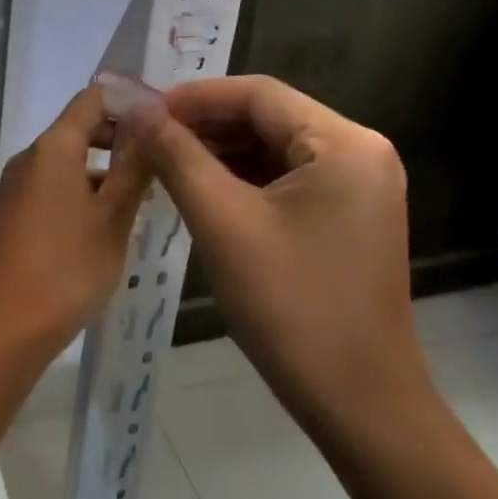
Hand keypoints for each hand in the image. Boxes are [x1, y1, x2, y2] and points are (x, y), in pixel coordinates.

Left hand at [0, 87, 152, 353]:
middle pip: (76, 129)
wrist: (4, 327)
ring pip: (63, 162)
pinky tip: (100, 223)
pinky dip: (76, 191)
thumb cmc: (68, 268)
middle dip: (117, 139)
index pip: (92, 100)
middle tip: (157, 160)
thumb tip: (151, 125)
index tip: (160, 121)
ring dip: (99, 170)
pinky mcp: (7, 214)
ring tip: (137, 196)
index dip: (127, 102)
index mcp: (53, 149)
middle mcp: (27, 158)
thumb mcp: (113, 219)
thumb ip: (134, 168)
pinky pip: (48, 187)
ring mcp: (12, 187)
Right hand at [127, 75, 425, 426]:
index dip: (194, 97)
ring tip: (163, 163)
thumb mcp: (223, 222)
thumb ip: (177, 156)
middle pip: (267, 118)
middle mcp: (360, 153)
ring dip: (219, 152)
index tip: (142, 111)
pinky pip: (286, 179)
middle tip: (146, 139)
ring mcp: (358, 187)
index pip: (258, 94)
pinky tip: (200, 190)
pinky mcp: (347, 216)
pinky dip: (241, 180)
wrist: (359, 405)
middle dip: (204, 125)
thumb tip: (137, 109)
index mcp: (344, 143)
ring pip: (273, 149)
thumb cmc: (291, 307)